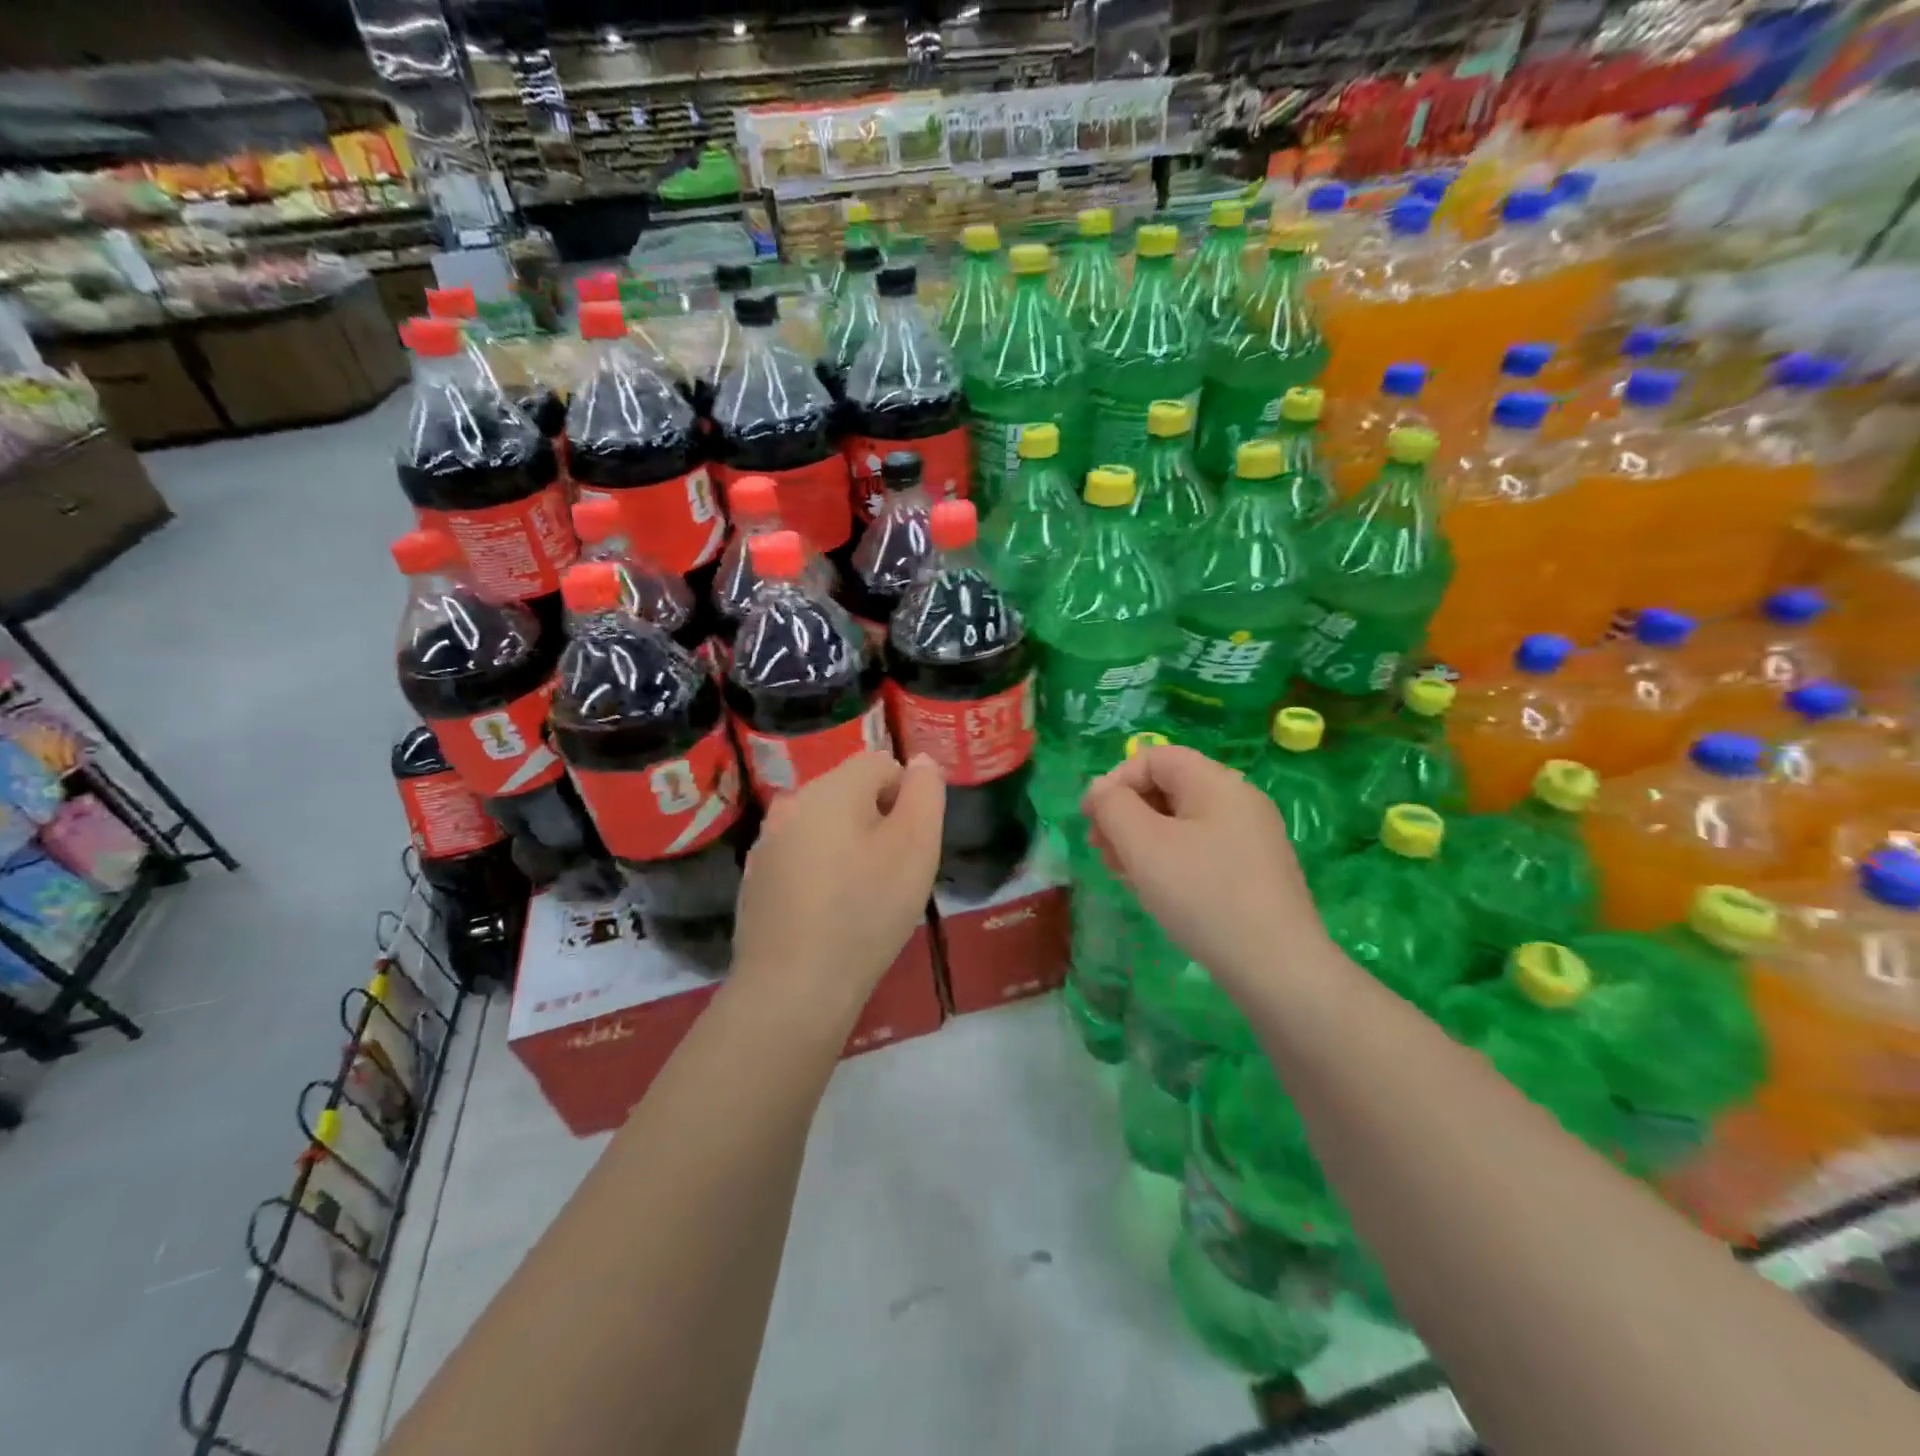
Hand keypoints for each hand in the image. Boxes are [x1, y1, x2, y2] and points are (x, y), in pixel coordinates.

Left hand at [732, 753, 944, 1001]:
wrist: (793, 988)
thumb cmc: (865, 911)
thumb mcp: (916, 847)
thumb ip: (925, 793)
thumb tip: (920, 761)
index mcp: (830, 788)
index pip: (882, 763)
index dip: (907, 797)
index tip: (911, 845)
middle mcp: (791, 803)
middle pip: (850, 793)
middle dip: (878, 822)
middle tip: (891, 873)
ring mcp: (767, 843)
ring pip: (825, 827)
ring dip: (849, 847)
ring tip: (861, 897)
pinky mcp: (756, 879)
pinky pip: (802, 858)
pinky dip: (821, 873)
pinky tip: (829, 915)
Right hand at [1081, 743, 1325, 989]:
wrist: (1277, 967)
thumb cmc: (1203, 895)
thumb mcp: (1144, 845)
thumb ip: (1113, 806)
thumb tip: (1100, 789)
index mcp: (1216, 783)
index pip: (1155, 757)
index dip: (1115, 780)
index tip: (1090, 820)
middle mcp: (1239, 800)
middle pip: (1168, 787)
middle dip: (1126, 813)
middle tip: (1101, 851)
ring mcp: (1251, 837)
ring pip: (1182, 822)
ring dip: (1143, 839)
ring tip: (1122, 874)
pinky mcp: (1255, 871)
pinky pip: (1201, 849)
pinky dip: (1170, 860)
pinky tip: (1156, 891)